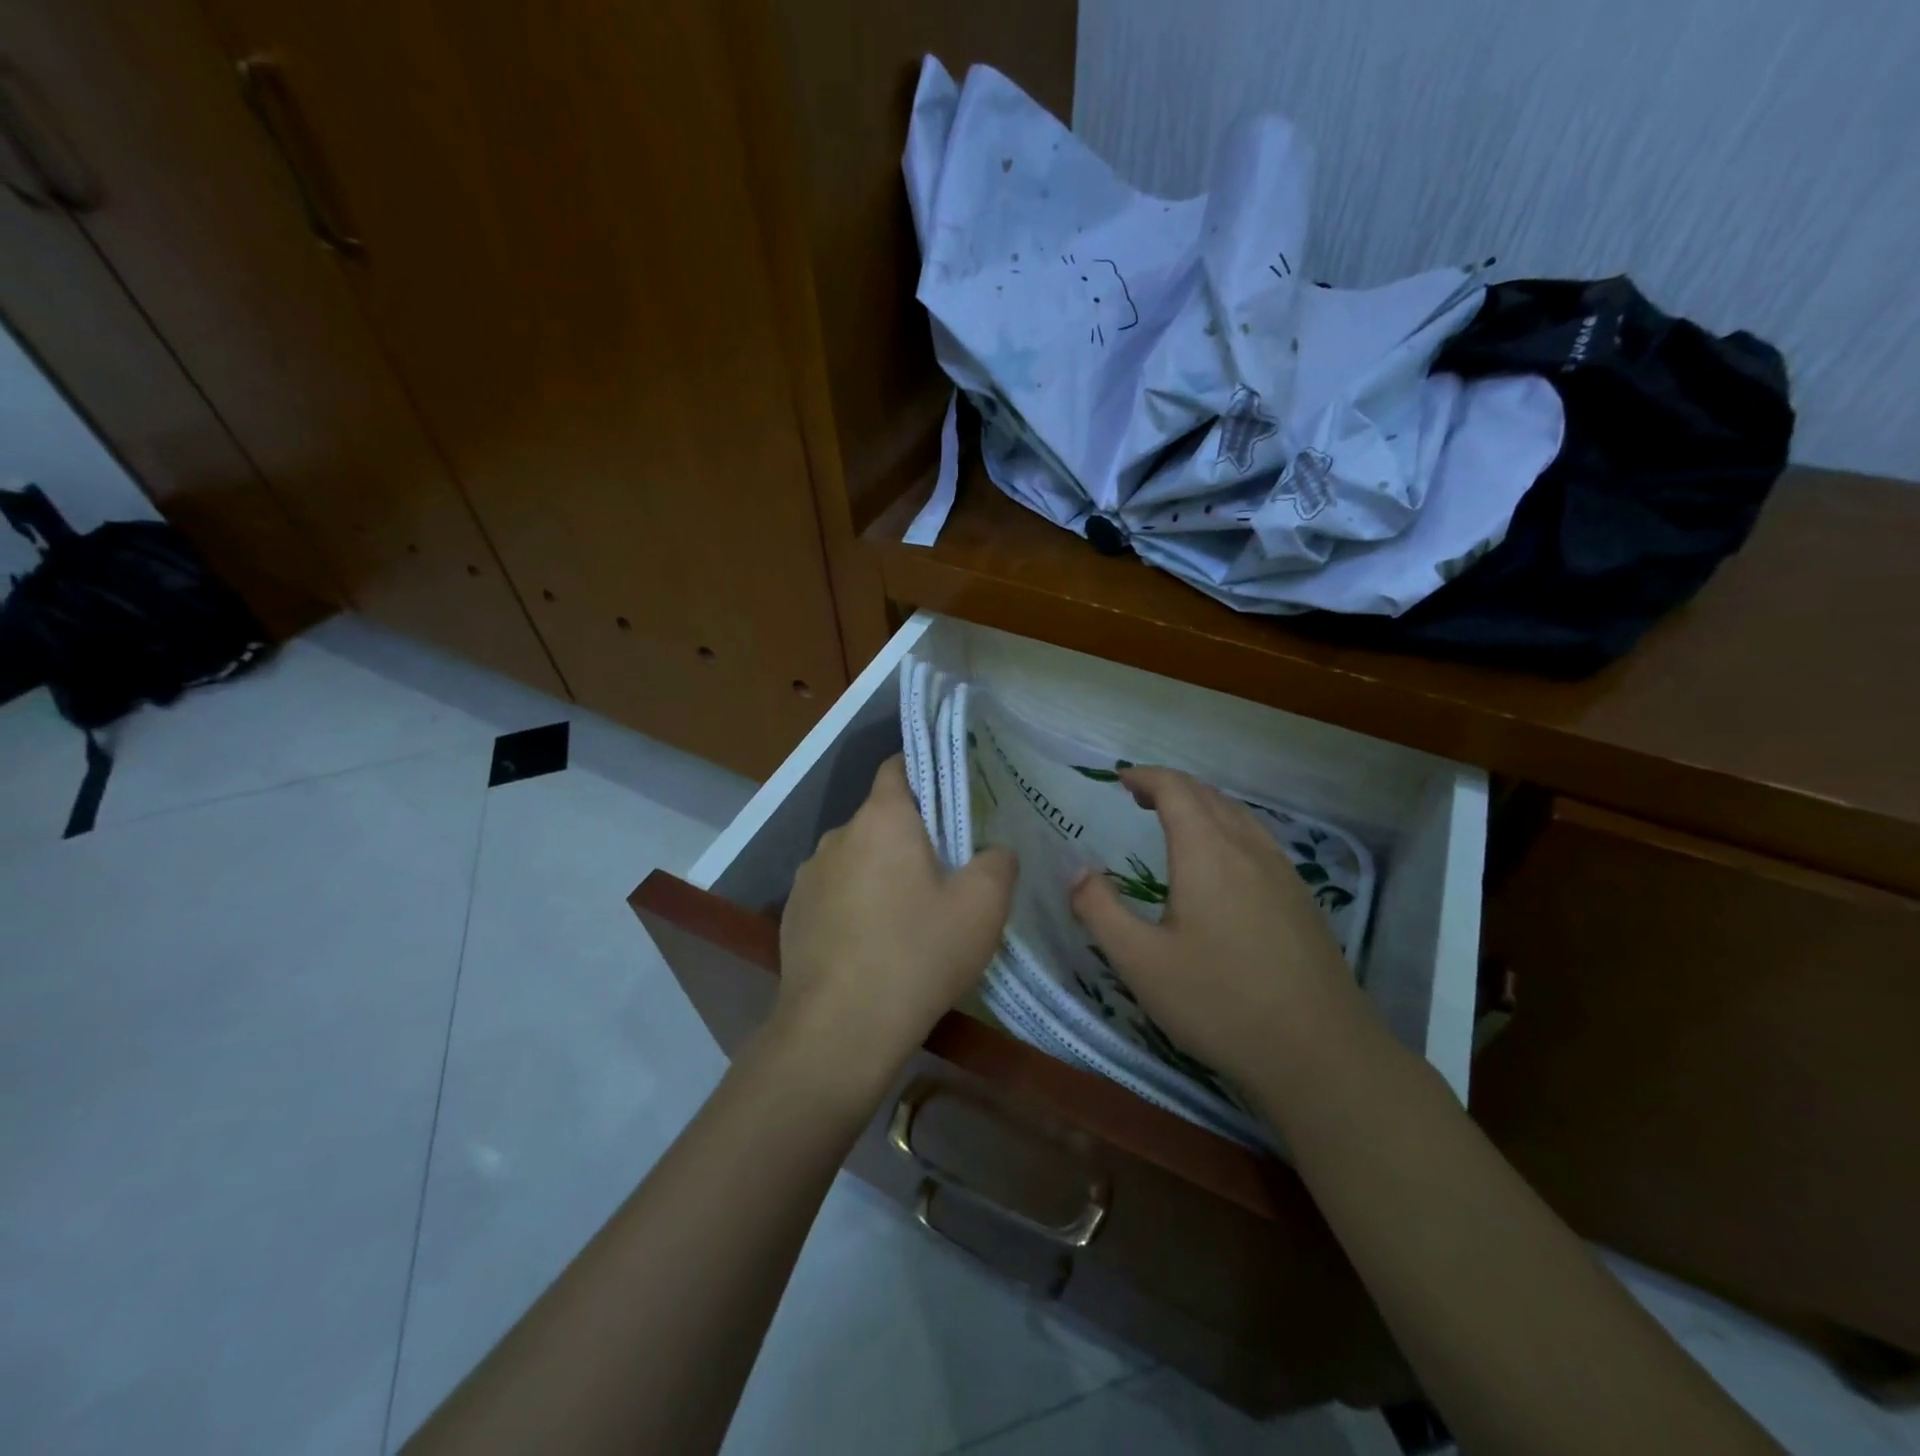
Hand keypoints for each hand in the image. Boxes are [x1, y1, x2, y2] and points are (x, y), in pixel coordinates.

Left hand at [774, 756, 1016, 1099]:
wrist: (839, 1031)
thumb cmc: (917, 954)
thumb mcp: (982, 907)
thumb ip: (998, 863)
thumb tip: (994, 851)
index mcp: (881, 818)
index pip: (899, 767)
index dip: (927, 774)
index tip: (952, 800)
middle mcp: (838, 835)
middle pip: (881, 819)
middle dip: (912, 838)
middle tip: (946, 874)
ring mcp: (808, 877)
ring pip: (857, 860)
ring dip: (881, 875)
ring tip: (909, 919)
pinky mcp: (793, 916)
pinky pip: (835, 895)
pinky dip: (855, 907)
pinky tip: (874, 948)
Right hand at [1068, 766, 1359, 1085]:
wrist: (1320, 1053)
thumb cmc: (1220, 1003)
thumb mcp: (1141, 963)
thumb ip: (1100, 911)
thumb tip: (1078, 872)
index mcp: (1208, 853)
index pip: (1176, 789)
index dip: (1145, 776)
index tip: (1119, 778)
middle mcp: (1248, 849)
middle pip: (1208, 795)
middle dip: (1170, 786)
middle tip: (1138, 797)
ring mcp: (1282, 872)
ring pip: (1238, 815)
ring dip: (1202, 805)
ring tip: (1174, 821)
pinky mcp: (1301, 898)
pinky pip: (1257, 840)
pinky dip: (1227, 828)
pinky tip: (1221, 864)